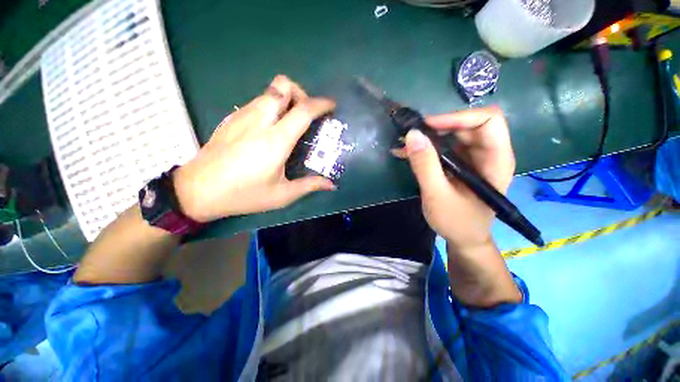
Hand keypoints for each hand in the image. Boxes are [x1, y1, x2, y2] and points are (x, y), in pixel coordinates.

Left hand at [174, 76, 336, 222]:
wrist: (197, 190)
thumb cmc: (243, 195)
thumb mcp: (282, 195)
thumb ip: (309, 186)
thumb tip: (331, 184)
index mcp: (275, 140)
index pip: (303, 110)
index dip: (321, 104)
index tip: (331, 106)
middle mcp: (259, 121)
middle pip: (283, 85)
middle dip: (301, 94)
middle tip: (307, 115)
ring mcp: (242, 116)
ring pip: (269, 91)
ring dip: (286, 99)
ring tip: (291, 123)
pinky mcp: (232, 119)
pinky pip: (257, 101)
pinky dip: (272, 106)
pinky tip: (270, 129)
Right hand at [396, 107, 514, 250]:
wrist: (463, 238)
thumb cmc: (457, 222)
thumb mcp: (437, 195)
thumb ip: (425, 165)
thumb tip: (412, 135)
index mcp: (496, 160)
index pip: (488, 121)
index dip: (458, 117)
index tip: (428, 126)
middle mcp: (488, 154)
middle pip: (467, 125)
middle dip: (437, 127)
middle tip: (411, 136)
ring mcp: (473, 158)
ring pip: (452, 134)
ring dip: (427, 137)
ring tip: (404, 145)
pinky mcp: (460, 164)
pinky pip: (443, 147)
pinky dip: (425, 148)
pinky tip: (406, 153)